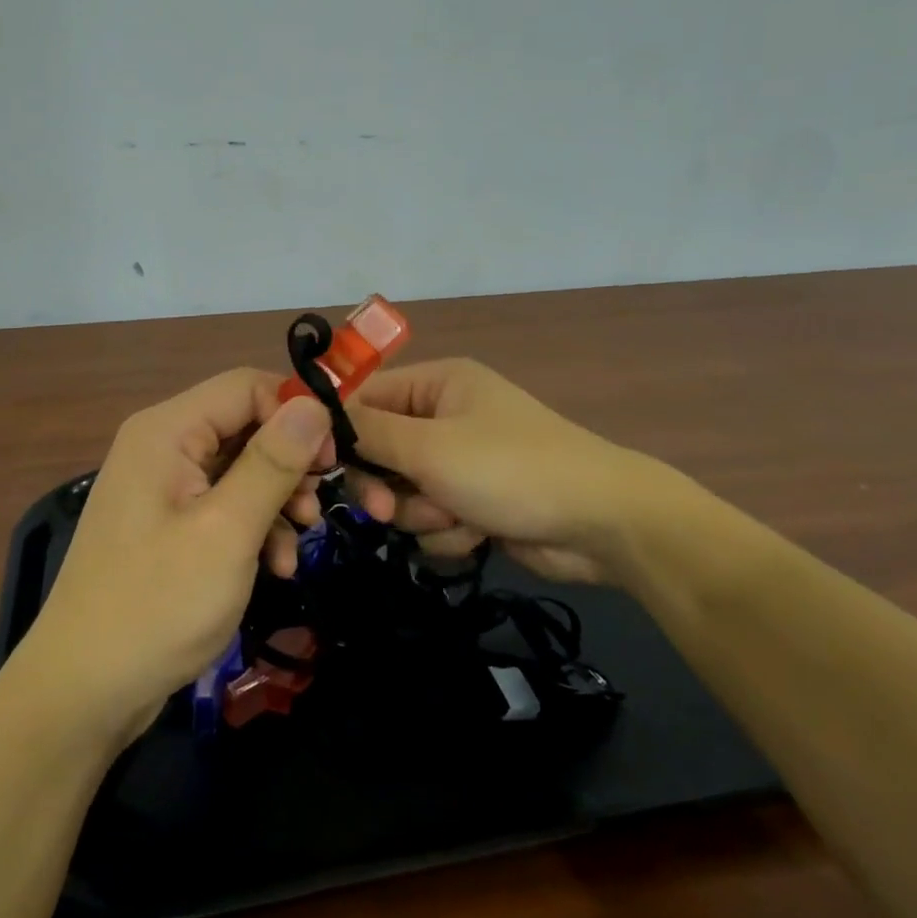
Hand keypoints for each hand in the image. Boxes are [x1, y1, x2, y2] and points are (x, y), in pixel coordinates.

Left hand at [15, 370, 334, 741]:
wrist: (85, 692)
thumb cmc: (157, 604)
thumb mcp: (227, 531)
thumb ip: (272, 462)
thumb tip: (314, 404)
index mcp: (167, 431)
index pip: (247, 386)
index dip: (295, 412)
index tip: (331, 460)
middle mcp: (162, 445)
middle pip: (245, 426)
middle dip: (289, 465)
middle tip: (318, 507)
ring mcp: (162, 487)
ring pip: (240, 468)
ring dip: (277, 502)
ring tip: (298, 548)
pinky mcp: (168, 523)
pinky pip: (223, 504)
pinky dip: (254, 528)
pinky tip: (276, 567)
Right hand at [343, 358, 679, 586]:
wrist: (600, 524)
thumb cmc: (509, 468)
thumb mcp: (430, 447)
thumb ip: (370, 433)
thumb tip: (318, 414)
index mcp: (438, 384)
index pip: (366, 398)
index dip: (339, 433)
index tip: (317, 468)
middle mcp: (446, 416)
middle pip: (381, 451)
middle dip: (387, 485)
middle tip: (384, 509)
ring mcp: (462, 461)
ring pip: (404, 492)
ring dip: (422, 513)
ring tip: (456, 517)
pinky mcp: (475, 502)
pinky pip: (433, 518)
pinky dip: (448, 531)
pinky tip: (478, 533)